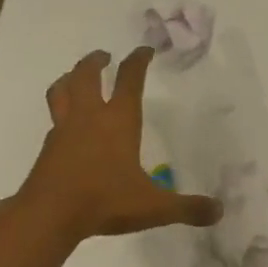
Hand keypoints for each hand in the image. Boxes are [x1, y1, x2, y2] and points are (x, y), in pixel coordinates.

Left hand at [12, 46, 222, 244]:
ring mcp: (63, 130)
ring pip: (61, 91)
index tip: (144, 50)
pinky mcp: (47, 148)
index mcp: (118, 120)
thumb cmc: (105, 201)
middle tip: (104, 56)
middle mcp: (89, 117)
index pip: (130, 79)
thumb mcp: (154, 207)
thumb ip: (188, 208)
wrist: (48, 217)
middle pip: (86, 75)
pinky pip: (53, 119)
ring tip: (74, 77)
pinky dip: (60, 112)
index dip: (138, 60)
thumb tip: (220, 211)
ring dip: (68, 78)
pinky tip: (66, 124)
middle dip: (95, 61)